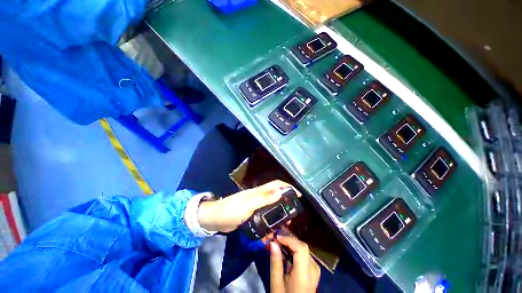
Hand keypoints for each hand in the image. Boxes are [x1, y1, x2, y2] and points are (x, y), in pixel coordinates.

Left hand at [197, 180, 300, 232]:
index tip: (298, 195)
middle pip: (276, 195)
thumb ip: (264, 198)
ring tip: (287, 221)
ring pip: (272, 205)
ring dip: (280, 210)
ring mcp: (256, 205)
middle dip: (286, 200)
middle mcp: (259, 196)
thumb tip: (280, 192)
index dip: (287, 187)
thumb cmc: (232, 209)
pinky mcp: (252, 214)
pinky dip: (271, 219)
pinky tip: (274, 227)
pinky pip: (265, 215)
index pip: (276, 185)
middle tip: (294, 211)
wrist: (216, 219)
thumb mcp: (249, 204)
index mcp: (259, 191)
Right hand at [270, 235, 320, 292]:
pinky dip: (295, 251)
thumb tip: (273, 243)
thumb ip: (275, 263)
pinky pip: (305, 255)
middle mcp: (313, 270)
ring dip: (291, 244)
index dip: (289, 239)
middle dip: (288, 240)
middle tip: (276, 239)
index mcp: (305, 274)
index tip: (276, 236)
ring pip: (304, 250)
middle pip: (303, 247)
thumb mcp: (276, 284)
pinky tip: (286, 253)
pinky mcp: (314, 272)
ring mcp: (315, 271)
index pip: (301, 248)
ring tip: (279, 244)